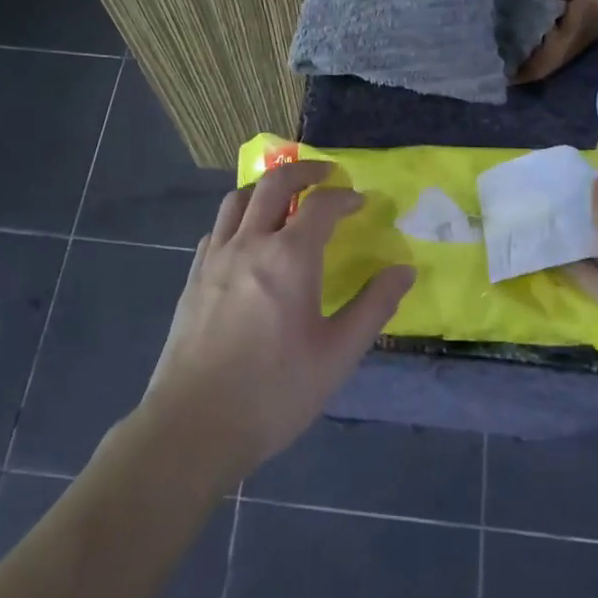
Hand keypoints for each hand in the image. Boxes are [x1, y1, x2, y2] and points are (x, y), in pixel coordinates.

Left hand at [141, 160, 415, 482]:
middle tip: (325, 174)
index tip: (360, 201)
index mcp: (289, 258)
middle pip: (274, 184)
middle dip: (303, 171)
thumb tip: (404, 270)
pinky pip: (216, 230)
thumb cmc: (275, 392)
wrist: (195, 426)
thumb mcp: (338, 354)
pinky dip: (237, 219)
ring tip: (284, 198)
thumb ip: (374, 306)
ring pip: (236, 200)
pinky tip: (246, 241)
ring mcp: (214, 258)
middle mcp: (249, 244)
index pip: (321, 205)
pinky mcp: (193, 278)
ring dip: (264, 188)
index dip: (344, 197)